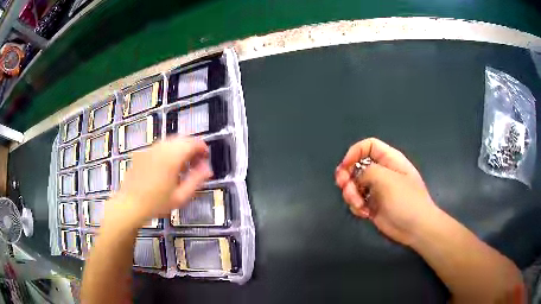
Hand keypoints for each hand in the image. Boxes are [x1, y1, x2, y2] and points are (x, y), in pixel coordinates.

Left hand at [106, 136, 211, 227]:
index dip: (202, 148)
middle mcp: (161, 148)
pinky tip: (167, 166)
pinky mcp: (142, 153)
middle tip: (196, 163)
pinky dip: (168, 151)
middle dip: (192, 147)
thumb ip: (196, 180)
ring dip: (180, 148)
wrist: (129, 205)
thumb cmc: (156, 204)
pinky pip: (159, 146)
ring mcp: (150, 149)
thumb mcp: (181, 197)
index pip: (192, 143)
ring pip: (170, 141)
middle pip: (182, 138)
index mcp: (172, 157)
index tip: (206, 158)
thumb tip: (207, 169)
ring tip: (182, 166)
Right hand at [335, 138, 438, 245]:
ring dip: (351, 195)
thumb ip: (368, 171)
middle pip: (356, 165)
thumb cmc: (406, 200)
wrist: (416, 228)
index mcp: (389, 160)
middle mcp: (382, 172)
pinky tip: (365, 214)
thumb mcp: (388, 180)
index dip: (354, 152)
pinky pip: (356, 200)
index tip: (345, 166)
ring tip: (359, 205)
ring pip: (353, 185)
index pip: (368, 146)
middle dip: (347, 176)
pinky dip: (356, 206)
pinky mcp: (372, 205)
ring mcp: (376, 190)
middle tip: (343, 186)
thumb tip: (355, 175)